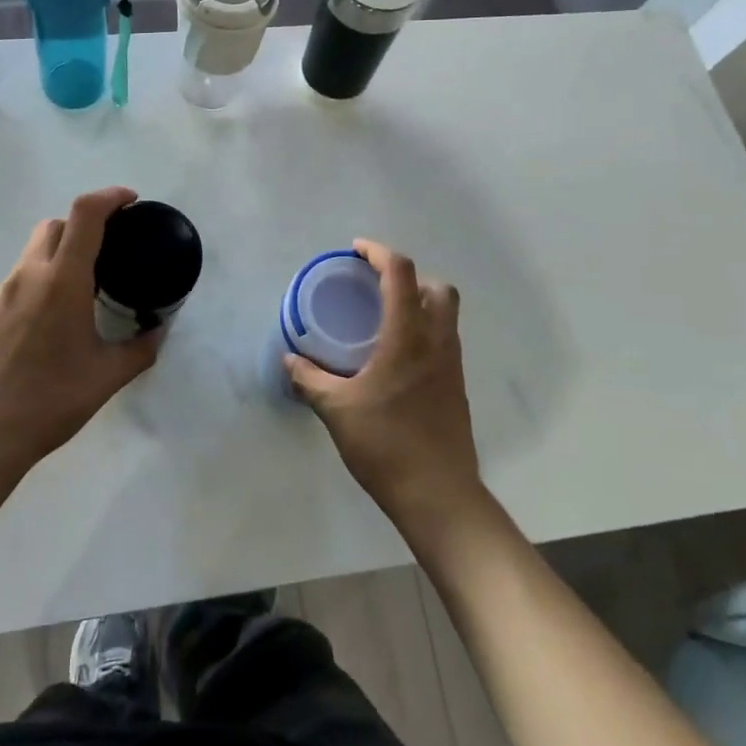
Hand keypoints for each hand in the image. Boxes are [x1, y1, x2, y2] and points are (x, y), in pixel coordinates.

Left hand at [0, 187, 162, 477]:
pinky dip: (43, 277)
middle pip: (56, 224)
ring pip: (34, 249)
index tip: (131, 201)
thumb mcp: (107, 376)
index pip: (85, 215)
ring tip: (86, 286)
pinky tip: (55, 316)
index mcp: (62, 281)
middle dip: (85, 223)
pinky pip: (21, 277)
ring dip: (62, 251)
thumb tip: (159, 331)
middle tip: (110, 248)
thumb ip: (140, 349)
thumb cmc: (51, 400)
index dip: (110, 197)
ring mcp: (3, 292)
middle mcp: (30, 275)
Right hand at [285, 239, 483, 524]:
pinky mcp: (456, 386)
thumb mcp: (337, 410)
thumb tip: (289, 359)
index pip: (401, 273)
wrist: (438, 495)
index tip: (356, 250)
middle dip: (407, 276)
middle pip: (437, 287)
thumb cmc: (386, 445)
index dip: (379, 253)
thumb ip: (309, 379)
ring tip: (384, 318)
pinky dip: (424, 330)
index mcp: (408, 337)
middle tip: (375, 287)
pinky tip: (396, 357)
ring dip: (419, 302)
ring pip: (446, 314)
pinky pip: (445, 339)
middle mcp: (437, 342)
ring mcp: (452, 365)